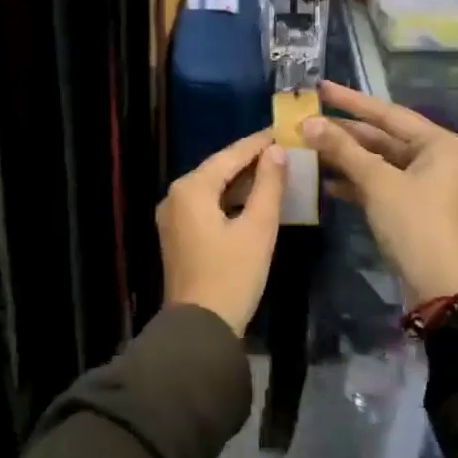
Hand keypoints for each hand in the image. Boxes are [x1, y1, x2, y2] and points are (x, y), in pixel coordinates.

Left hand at [157, 129, 287, 335]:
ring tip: (276, 170)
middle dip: (251, 160)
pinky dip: (230, 200)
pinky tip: (254, 199)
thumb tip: (277, 151)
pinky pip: (206, 206)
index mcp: (191, 188)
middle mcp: (175, 196)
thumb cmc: (232, 275)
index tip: (284, 129)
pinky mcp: (178, 235)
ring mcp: (173, 217)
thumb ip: (268, 184)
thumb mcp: (258, 227)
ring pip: (212, 188)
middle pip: (218, 169)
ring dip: (242, 181)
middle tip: (284, 148)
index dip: (258, 142)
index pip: (230, 155)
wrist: (200, 328)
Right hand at [303, 81, 457, 304]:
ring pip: (377, 161)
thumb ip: (343, 149)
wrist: (440, 285)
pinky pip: (379, 183)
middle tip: (306, 121)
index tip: (319, 88)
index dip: (350, 101)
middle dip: (344, 132)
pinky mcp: (412, 205)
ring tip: (308, 148)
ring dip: (345, 157)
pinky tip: (325, 182)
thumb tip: (308, 122)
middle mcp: (435, 156)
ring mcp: (424, 182)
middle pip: (382, 136)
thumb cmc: (415, 224)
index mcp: (438, 142)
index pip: (387, 113)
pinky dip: (355, 182)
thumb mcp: (377, 182)